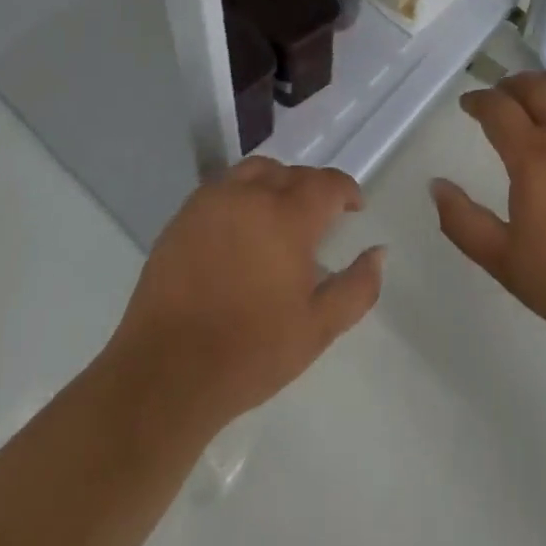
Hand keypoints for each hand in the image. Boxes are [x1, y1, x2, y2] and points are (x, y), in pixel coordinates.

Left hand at [106, 158, 383, 435]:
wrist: (166, 374)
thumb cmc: (250, 352)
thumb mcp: (318, 329)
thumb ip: (357, 287)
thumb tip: (379, 252)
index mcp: (288, 216)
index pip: (327, 183)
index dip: (346, 190)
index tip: (354, 207)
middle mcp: (251, 194)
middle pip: (292, 173)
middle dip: (312, 189)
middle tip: (319, 218)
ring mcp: (213, 201)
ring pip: (255, 172)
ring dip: (275, 183)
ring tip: (279, 213)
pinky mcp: (183, 216)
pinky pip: (222, 188)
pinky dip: (241, 195)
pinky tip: (240, 228)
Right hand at [431, 72, 545, 355]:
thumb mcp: (505, 262)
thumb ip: (463, 222)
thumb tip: (436, 185)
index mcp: (533, 156)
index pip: (497, 108)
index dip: (478, 100)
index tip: (468, 105)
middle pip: (534, 87)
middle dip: (509, 85)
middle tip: (498, 95)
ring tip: (537, 90)